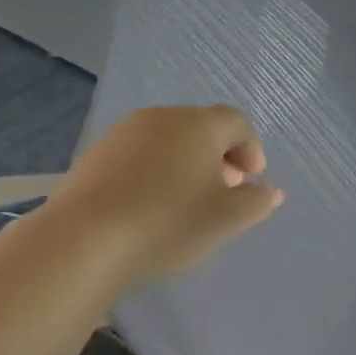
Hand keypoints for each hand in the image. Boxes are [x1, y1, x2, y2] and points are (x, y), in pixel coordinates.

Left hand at [50, 105, 283, 282]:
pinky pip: (138, 155)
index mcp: (199, 124)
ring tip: (186, 200)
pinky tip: (150, 204)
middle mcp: (161, 117)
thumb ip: (256, 202)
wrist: (86, 237)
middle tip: (224, 190)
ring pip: (167, 140)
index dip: (251, 148)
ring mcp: (124, 132)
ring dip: (185, 163)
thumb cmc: (169, 223)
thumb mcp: (227, 220)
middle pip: (201, 127)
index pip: (237, 122)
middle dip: (219, 155)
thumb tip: (269, 190)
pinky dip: (154, 171)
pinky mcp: (96, 154)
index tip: (252, 180)